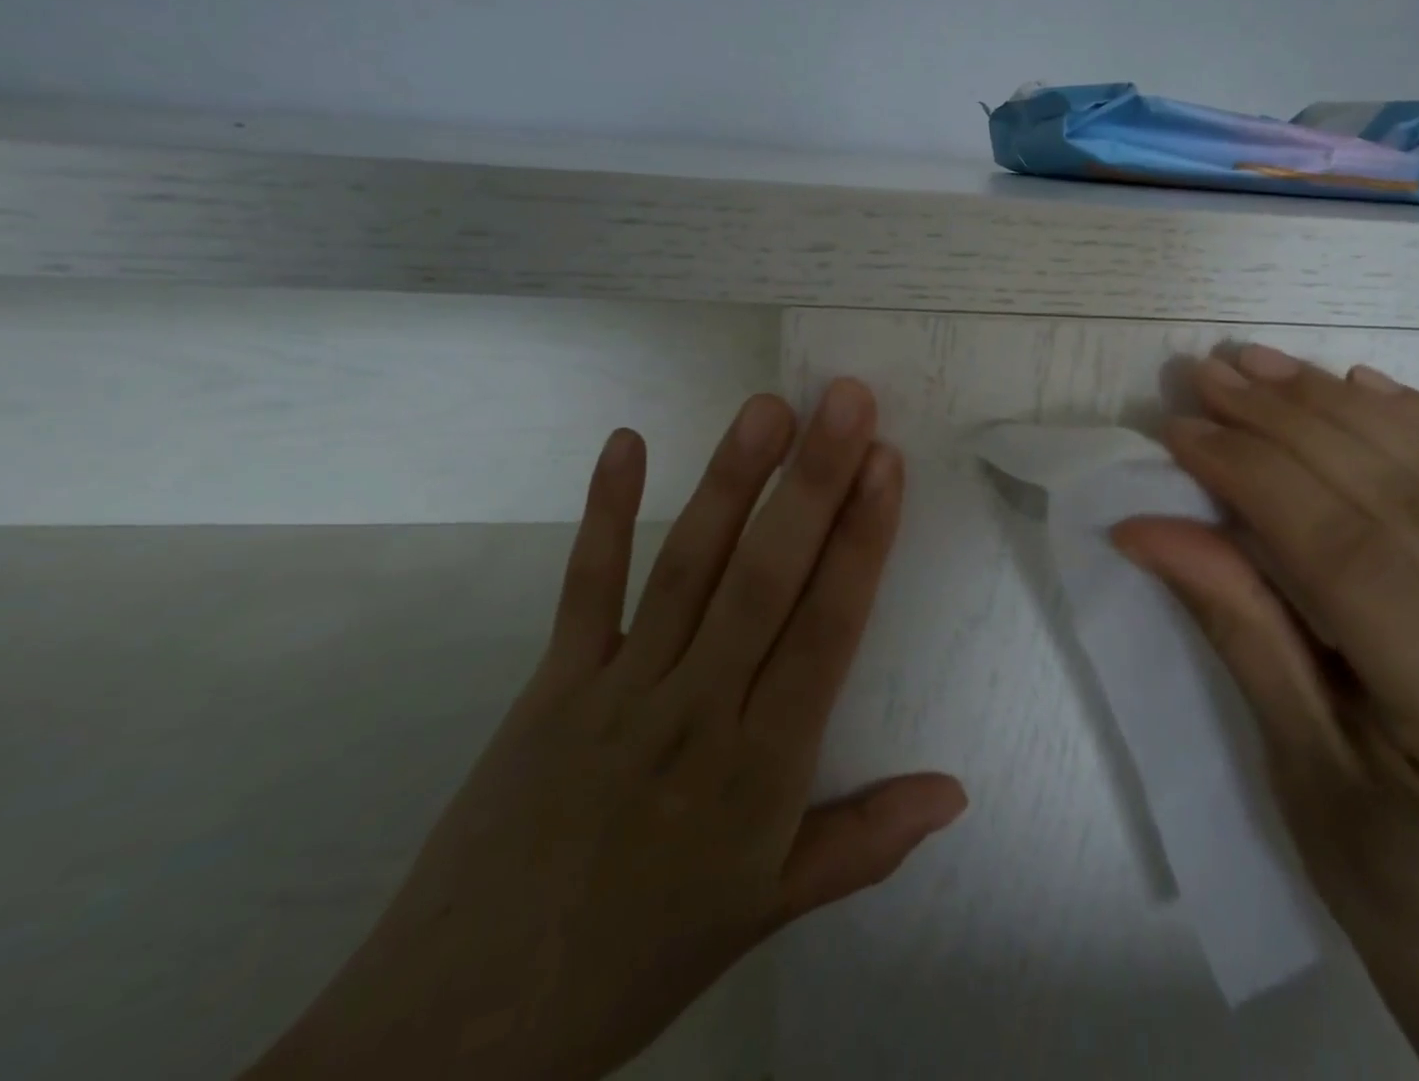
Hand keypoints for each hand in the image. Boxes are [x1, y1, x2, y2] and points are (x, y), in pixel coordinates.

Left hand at [247, 381, 965, 1080]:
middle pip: (763, 578)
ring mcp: (618, 688)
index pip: (825, 629)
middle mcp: (695, 710)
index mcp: (759, 769)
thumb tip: (957, 792)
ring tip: (768, 409)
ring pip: (686, 566)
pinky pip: (585, 587)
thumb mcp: (768, 910)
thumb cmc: (641, 954)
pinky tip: (627, 442)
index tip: (886, 463)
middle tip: (846, 401)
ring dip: (730, 481)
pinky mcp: (552, 682)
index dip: (860, 541)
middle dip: (812, 482)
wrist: (462, 1028)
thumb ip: (867, 841)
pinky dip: (605, 511)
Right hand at [1114, 346, 1418, 1078]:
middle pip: (1405, 506)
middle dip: (1290, 425)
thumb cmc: (1378, 869)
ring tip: (1262, 366)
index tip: (1182, 429)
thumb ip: (1234, 622)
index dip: (1258, 480)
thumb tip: (1144, 524)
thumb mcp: (1290, 756)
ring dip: (1341, 409)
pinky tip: (1359, 382)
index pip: (1353, 562)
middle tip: (1209, 376)